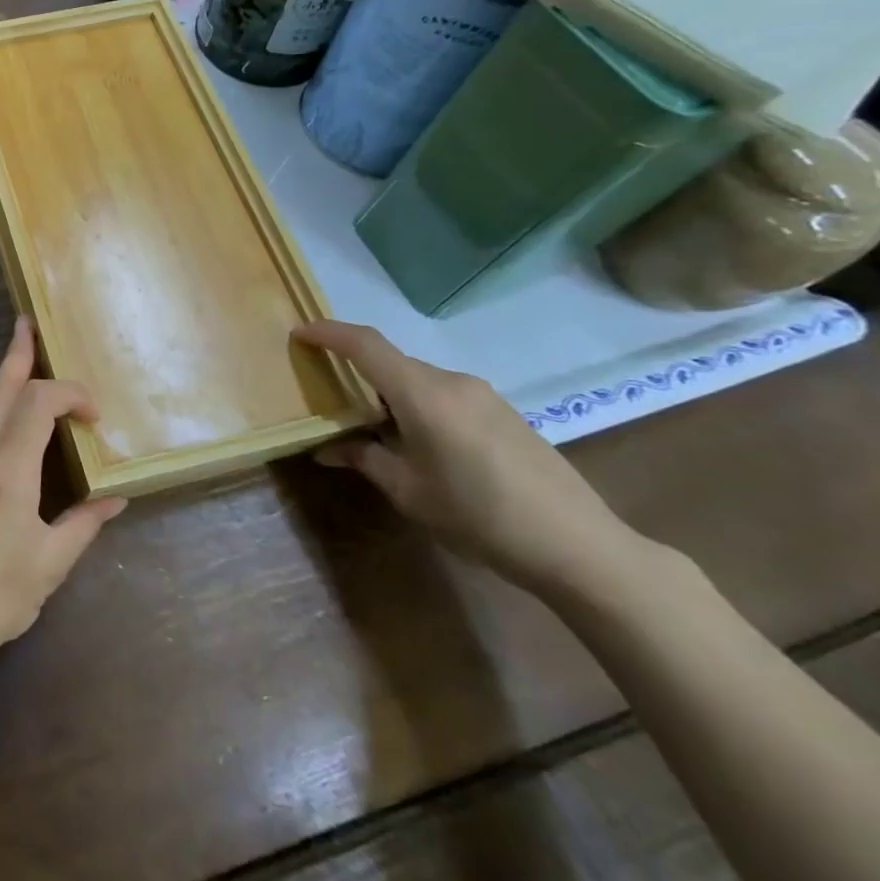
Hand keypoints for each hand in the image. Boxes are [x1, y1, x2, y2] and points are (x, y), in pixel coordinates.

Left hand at [0, 318, 124, 673]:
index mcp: (7, 475)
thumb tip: (115, 499)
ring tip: (25, 357)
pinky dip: (2, 413)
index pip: (36, 405)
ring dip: (8, 380)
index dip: (68, 394)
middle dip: (17, 355)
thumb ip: (83, 524)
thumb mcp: (49, 566)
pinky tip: (15, 424)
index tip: (94, 416)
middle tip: (28, 323)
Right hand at [294, 319, 642, 594]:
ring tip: (374, 430)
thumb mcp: (409, 492)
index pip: (366, 345)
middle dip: (356, 373)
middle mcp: (452, 382)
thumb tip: (326, 449)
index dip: (329, 333)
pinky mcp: (503, 413)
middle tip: (331, 400)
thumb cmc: (480, 517)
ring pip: (418, 379)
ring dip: (388, 393)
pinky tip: (420, 444)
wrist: (580, 547)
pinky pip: (444, 394)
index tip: (299, 334)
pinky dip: (417, 405)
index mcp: (424, 395)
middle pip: (391, 362)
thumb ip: (364, 459)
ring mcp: (483, 395)